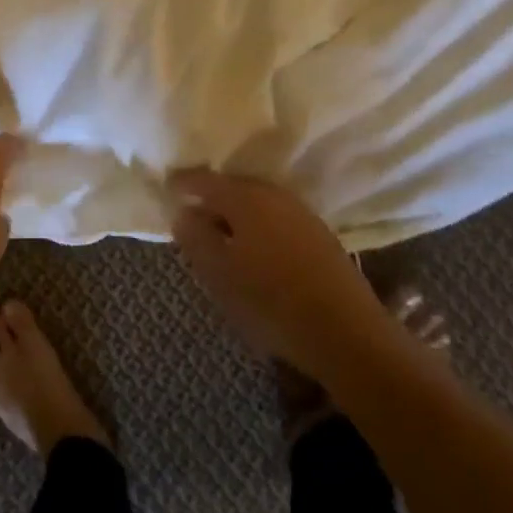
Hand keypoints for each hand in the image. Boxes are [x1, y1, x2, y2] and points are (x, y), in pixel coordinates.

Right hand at [169, 169, 383, 374]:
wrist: (347, 332)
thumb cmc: (270, 300)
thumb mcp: (219, 273)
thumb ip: (195, 237)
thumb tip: (183, 212)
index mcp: (244, 197)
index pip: (203, 180)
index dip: (181, 184)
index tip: (166, 189)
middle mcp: (273, 194)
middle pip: (233, 187)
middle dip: (211, 198)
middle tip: (191, 216)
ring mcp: (300, 213)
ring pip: (257, 203)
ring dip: (236, 214)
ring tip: (221, 236)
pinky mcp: (319, 235)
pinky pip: (276, 218)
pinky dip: (258, 226)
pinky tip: (254, 249)